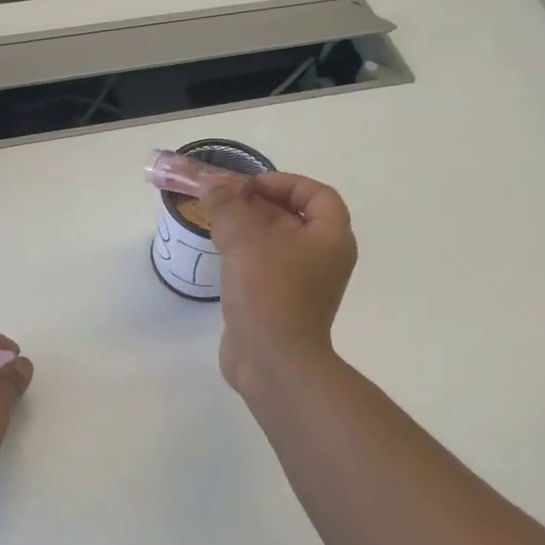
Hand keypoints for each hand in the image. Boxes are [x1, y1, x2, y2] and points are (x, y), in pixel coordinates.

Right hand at [200, 173, 356, 395]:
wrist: (273, 361)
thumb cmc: (269, 291)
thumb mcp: (244, 239)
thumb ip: (227, 206)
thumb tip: (213, 187)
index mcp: (331, 238)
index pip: (317, 195)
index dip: (284, 182)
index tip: (250, 185)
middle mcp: (323, 258)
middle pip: (293, 217)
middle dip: (257, 204)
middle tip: (223, 199)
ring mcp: (302, 284)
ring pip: (275, 243)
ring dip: (247, 228)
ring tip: (215, 220)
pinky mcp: (280, 303)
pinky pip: (264, 267)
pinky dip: (244, 255)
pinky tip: (218, 252)